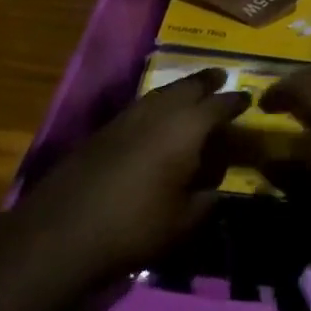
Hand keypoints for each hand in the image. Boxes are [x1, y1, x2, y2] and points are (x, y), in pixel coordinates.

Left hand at [14, 69, 248, 290]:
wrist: (62, 231)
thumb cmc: (135, 226)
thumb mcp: (184, 221)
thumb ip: (207, 200)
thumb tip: (215, 189)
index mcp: (186, 128)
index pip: (219, 105)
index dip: (236, 102)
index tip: (248, 99)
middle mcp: (158, 112)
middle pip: (188, 86)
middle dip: (206, 81)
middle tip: (220, 78)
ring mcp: (127, 117)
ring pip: (160, 93)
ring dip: (179, 90)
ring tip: (191, 92)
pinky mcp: (103, 130)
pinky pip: (141, 106)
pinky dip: (156, 105)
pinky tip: (156, 118)